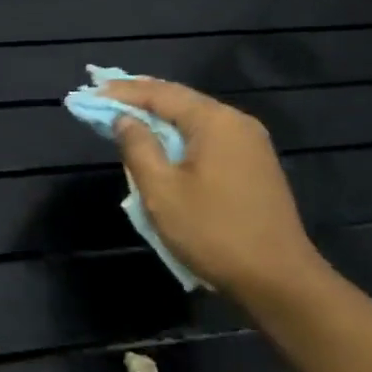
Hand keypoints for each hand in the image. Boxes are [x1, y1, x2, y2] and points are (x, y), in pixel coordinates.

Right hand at [100, 78, 329, 312]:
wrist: (279, 280)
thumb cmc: (213, 233)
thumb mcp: (162, 192)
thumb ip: (139, 148)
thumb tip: (124, 119)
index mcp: (215, 122)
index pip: (160, 94)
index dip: (123, 92)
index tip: (92, 91)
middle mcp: (237, 122)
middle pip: (181, 100)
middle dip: (141, 98)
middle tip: (106, 96)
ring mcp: (251, 144)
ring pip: (196, 119)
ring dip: (161, 116)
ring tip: (128, 114)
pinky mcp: (255, 165)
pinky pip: (209, 137)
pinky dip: (180, 134)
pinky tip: (164, 142)